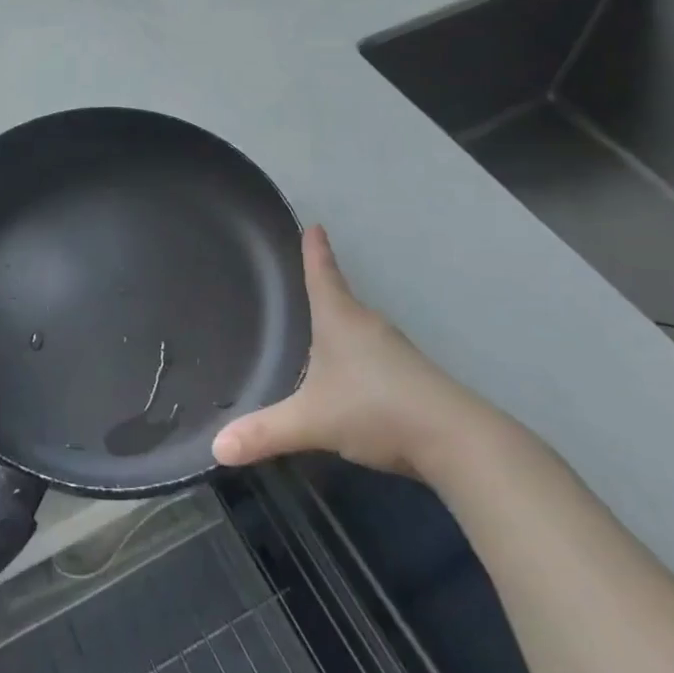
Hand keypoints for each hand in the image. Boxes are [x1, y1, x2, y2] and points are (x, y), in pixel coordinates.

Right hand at [213, 225, 485, 477]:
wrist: (457, 441)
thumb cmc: (375, 409)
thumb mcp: (312, 421)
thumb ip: (265, 432)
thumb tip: (216, 447)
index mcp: (340, 319)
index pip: (322, 274)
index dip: (315, 251)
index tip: (314, 225)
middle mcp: (369, 326)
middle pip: (342, 299)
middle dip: (325, 289)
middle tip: (307, 280)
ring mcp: (396, 352)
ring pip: (361, 330)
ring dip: (344, 327)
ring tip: (324, 333)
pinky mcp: (414, 378)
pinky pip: (377, 356)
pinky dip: (361, 358)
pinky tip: (354, 380)